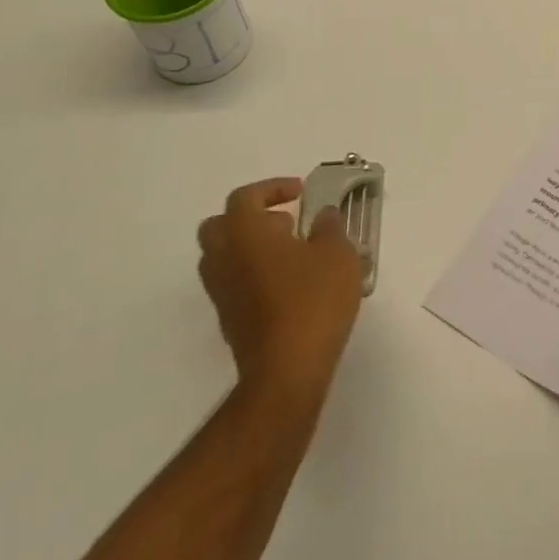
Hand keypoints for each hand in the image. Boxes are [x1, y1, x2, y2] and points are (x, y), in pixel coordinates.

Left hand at [197, 178, 363, 411]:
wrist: (287, 371)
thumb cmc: (312, 301)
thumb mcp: (337, 254)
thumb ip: (330, 227)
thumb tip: (323, 216)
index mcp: (244, 233)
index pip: (245, 197)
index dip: (272, 188)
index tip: (300, 194)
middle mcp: (223, 258)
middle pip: (221, 225)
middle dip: (252, 218)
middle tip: (286, 223)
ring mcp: (221, 292)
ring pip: (224, 256)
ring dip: (252, 247)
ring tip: (293, 254)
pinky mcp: (228, 320)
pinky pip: (234, 282)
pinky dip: (254, 273)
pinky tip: (290, 285)